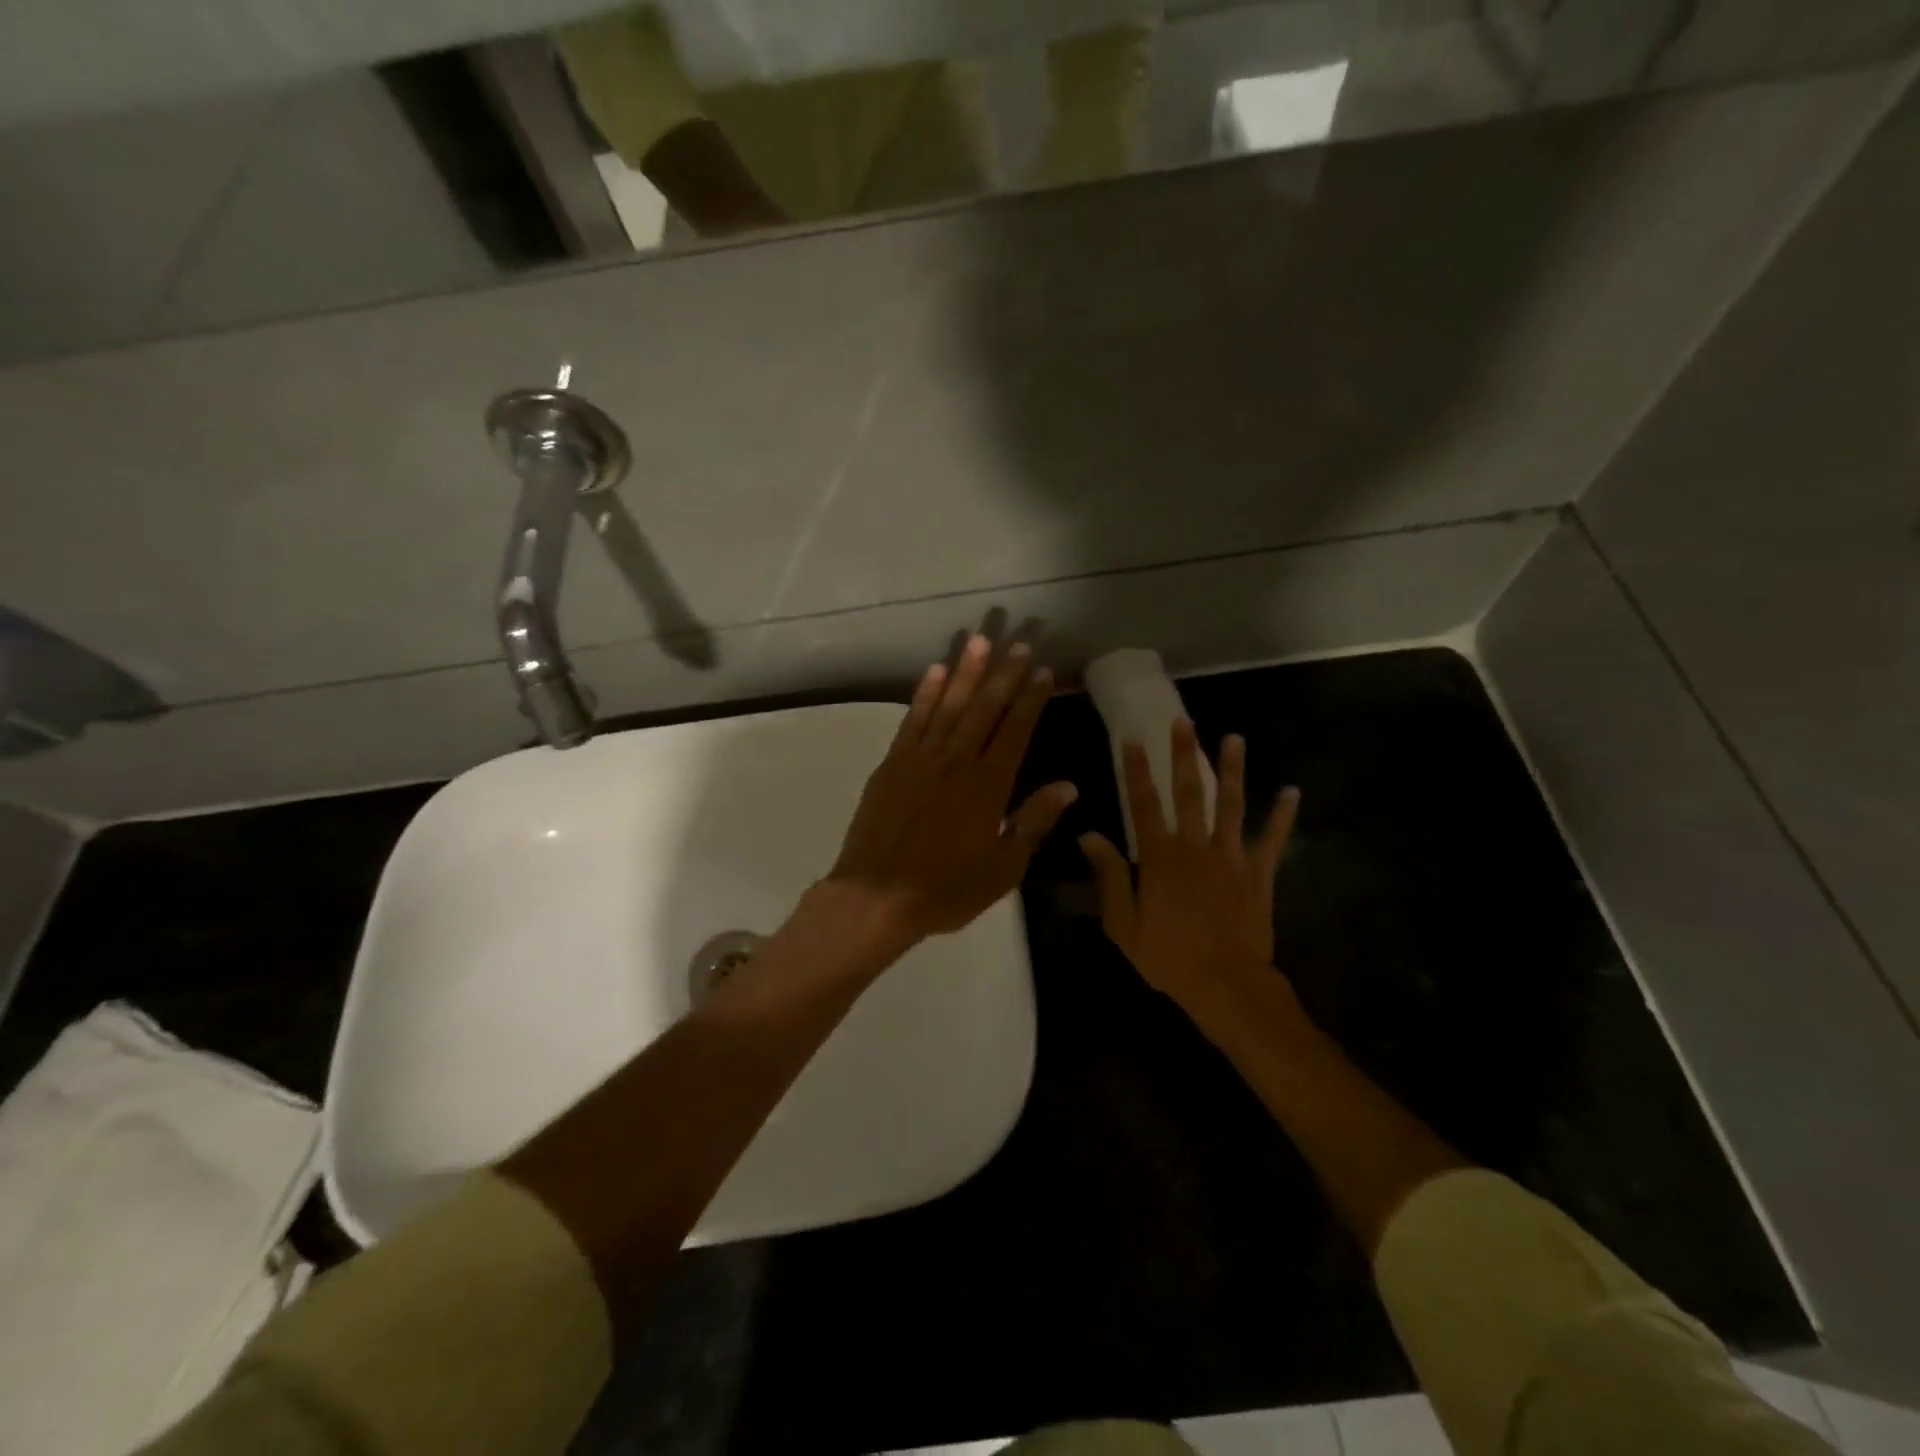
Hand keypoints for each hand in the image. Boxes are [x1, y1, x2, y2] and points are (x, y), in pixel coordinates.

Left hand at [824, 636, 1077, 953]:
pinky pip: (912, 720)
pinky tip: (935, 671)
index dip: (1031, 700)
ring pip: (948, 705)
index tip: (1044, 671)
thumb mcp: (1002, 869)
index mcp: (987, 787)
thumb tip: (1068, 786)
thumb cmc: (945, 889)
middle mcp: (956, 762)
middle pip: (985, 709)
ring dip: (966, 672)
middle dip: (1004, 675)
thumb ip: (1033, 823)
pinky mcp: (892, 764)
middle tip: (1020, 644)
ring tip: (981, 640)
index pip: (1015, 732)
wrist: (875, 898)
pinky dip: (924, 694)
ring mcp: (920, 759)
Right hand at [1081, 719, 1298, 1022]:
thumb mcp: (1123, 923)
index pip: (1143, 804)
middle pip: (1188, 793)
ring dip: (1232, 770)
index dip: (1136, 771)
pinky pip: (1272, 840)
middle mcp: (1195, 847)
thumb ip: (1108, 876)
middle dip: (1184, 755)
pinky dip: (1282, 816)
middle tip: (1184, 722)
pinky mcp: (1258, 874)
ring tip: (1235, 738)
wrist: (1227, 985)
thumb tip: (1089, 836)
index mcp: (1159, 857)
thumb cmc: (1168, 956)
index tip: (1131, 740)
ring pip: (1231, 805)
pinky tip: (1292, 791)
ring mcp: (1231, 858)